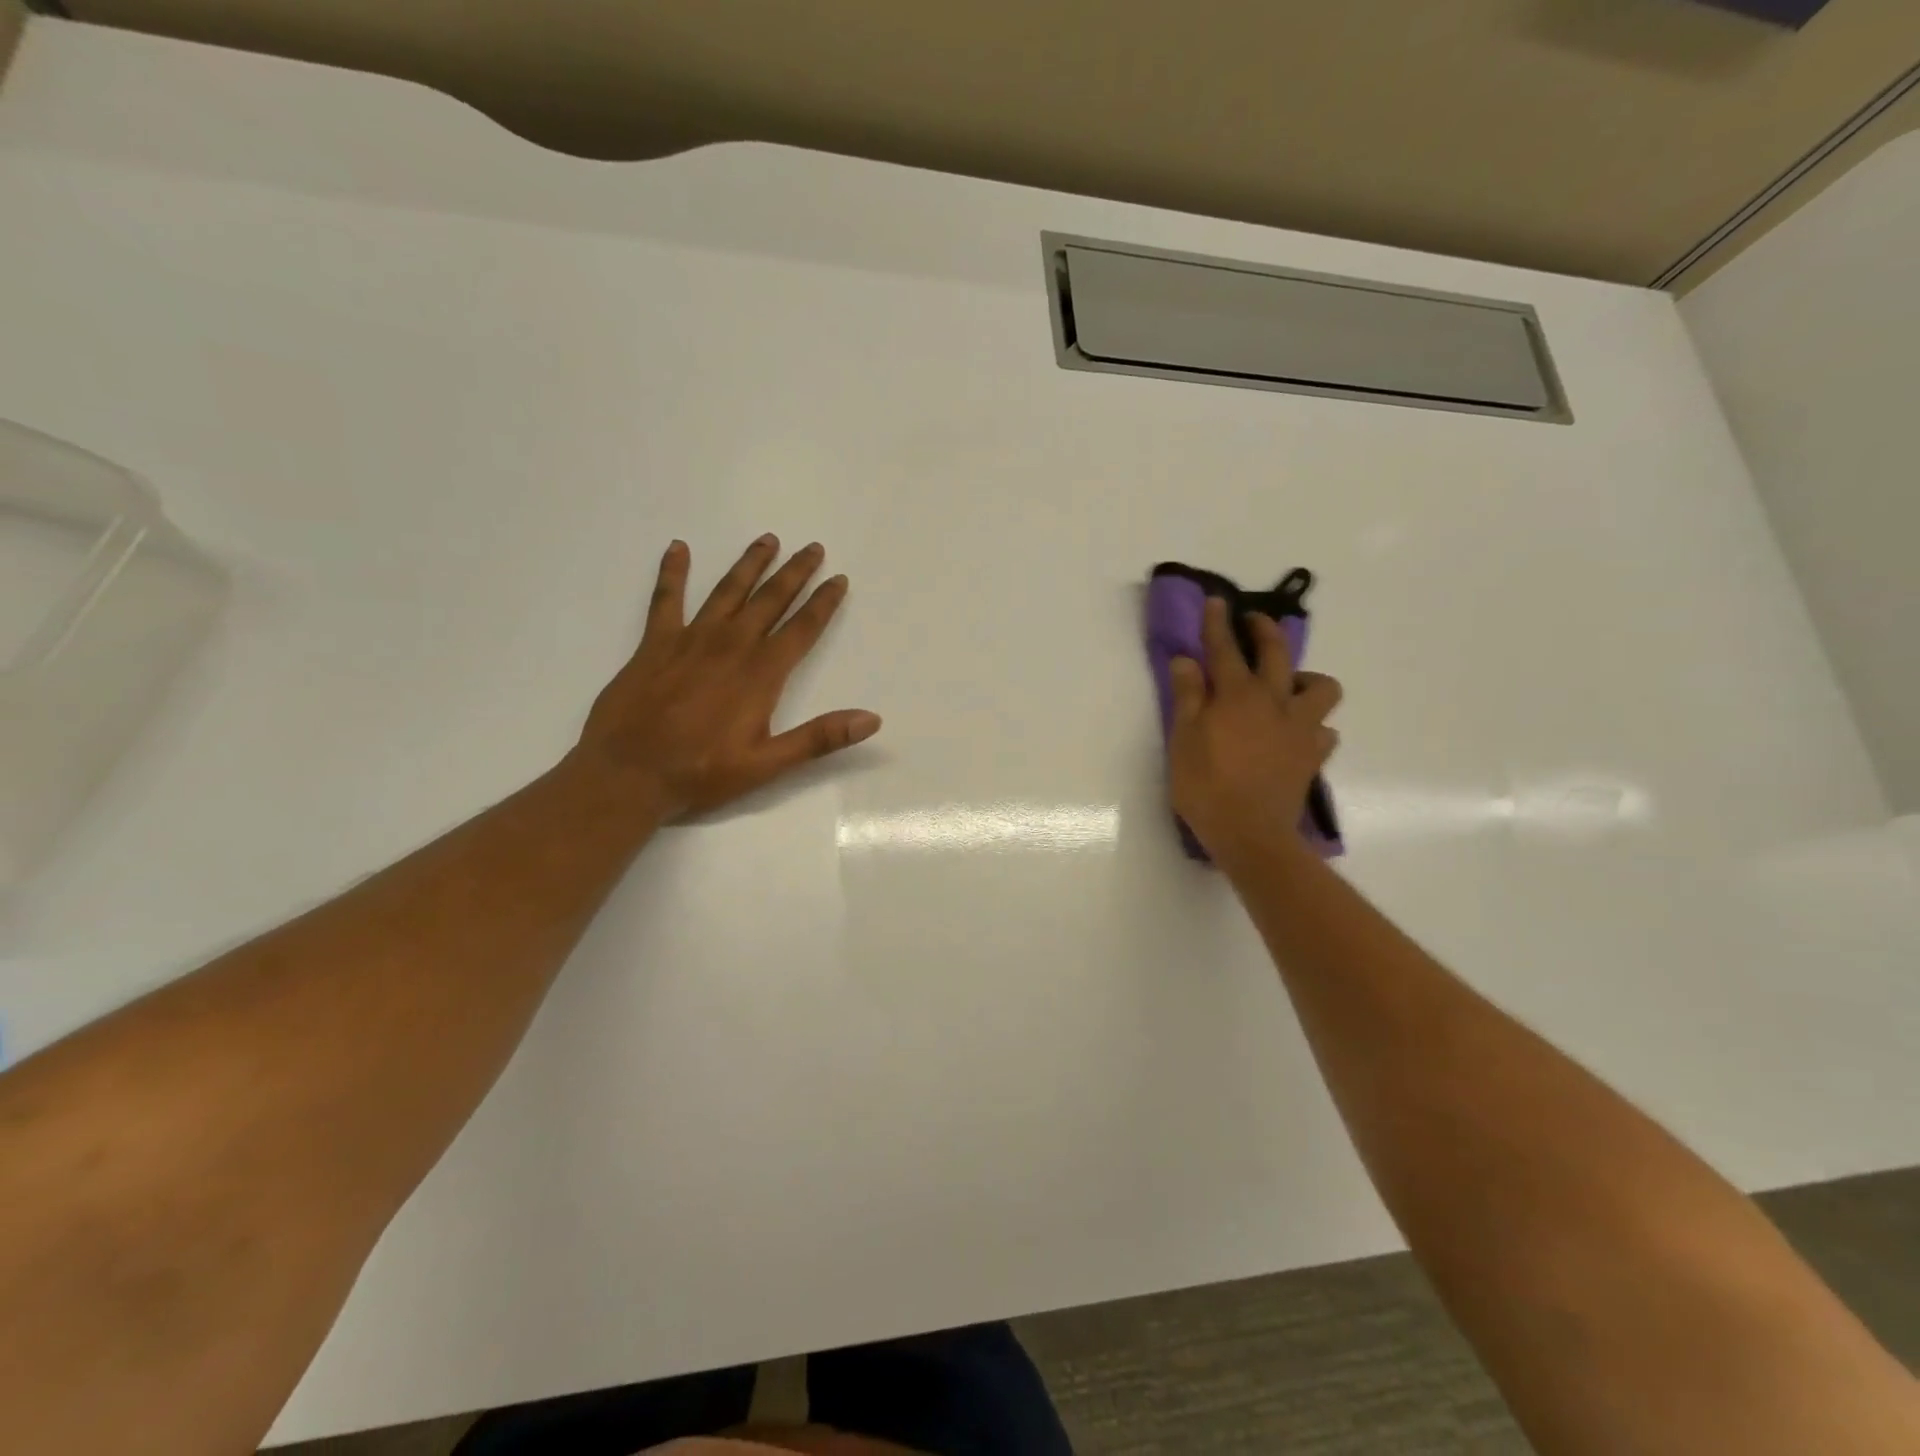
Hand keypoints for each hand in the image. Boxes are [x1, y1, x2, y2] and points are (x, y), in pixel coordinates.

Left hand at [574, 535, 880, 818]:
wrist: (629, 773)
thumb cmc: (702, 772)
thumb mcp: (769, 764)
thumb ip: (820, 737)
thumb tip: (871, 719)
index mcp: (761, 673)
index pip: (802, 629)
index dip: (823, 602)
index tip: (839, 579)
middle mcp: (730, 645)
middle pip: (770, 600)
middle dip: (795, 572)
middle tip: (813, 547)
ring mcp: (690, 639)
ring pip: (727, 590)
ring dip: (750, 564)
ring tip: (768, 539)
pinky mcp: (655, 643)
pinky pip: (666, 598)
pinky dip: (673, 572)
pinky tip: (678, 548)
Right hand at [1168, 597, 1341, 863]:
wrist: (1251, 835)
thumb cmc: (1206, 787)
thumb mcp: (1183, 740)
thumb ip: (1187, 697)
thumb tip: (1186, 660)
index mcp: (1237, 695)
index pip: (1225, 648)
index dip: (1218, 622)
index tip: (1217, 600)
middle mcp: (1274, 702)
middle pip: (1277, 653)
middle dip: (1264, 630)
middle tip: (1253, 623)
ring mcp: (1300, 728)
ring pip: (1321, 687)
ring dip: (1305, 679)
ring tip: (1287, 688)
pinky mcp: (1313, 755)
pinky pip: (1324, 730)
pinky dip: (1312, 726)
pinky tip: (1297, 734)